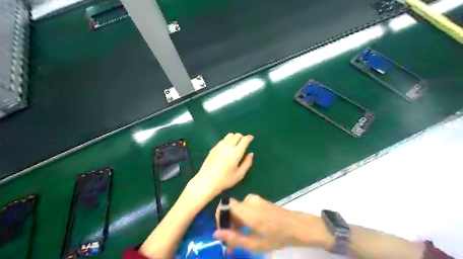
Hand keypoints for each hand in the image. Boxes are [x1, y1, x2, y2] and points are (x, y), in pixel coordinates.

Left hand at [187, 132, 252, 199]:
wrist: (206, 181)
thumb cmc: (225, 180)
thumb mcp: (240, 174)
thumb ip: (247, 163)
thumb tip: (251, 154)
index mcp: (236, 152)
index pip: (244, 140)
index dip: (249, 137)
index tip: (251, 138)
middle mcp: (228, 146)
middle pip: (236, 135)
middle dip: (242, 137)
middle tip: (244, 143)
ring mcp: (219, 146)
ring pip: (229, 136)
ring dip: (234, 137)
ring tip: (235, 144)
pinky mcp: (213, 148)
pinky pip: (222, 140)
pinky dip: (227, 140)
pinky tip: (227, 147)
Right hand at [213, 195, 332, 251]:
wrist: (297, 226)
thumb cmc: (277, 237)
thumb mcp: (255, 243)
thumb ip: (234, 238)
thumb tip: (216, 234)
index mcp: (247, 210)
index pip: (225, 205)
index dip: (220, 217)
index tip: (222, 231)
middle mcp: (249, 201)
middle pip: (230, 208)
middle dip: (228, 223)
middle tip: (230, 241)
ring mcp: (255, 199)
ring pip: (237, 208)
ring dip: (235, 221)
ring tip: (240, 237)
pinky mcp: (259, 200)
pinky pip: (245, 206)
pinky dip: (242, 217)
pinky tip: (248, 228)